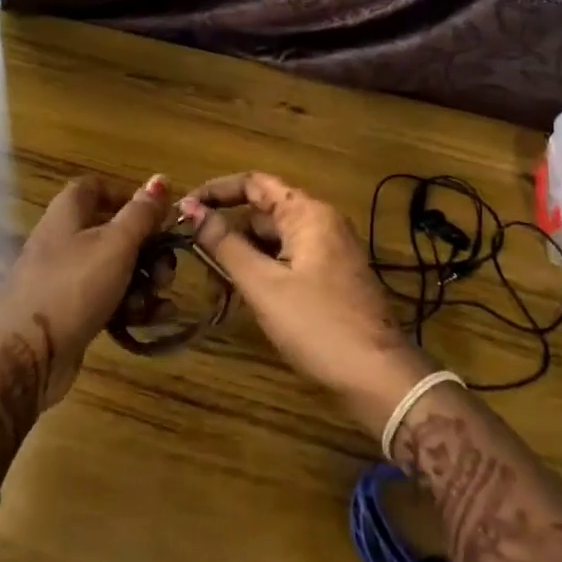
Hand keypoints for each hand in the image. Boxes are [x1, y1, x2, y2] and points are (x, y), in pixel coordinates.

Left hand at [0, 174, 171, 414]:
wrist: (26, 356)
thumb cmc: (73, 288)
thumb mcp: (115, 245)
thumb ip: (141, 213)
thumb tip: (161, 178)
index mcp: (66, 215)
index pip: (93, 188)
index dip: (125, 195)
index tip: (156, 214)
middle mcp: (62, 242)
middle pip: (110, 232)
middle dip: (146, 249)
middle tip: (166, 268)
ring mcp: (63, 280)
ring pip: (112, 270)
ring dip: (142, 282)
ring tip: (160, 299)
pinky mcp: (68, 313)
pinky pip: (105, 300)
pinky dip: (129, 306)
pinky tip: (151, 319)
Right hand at [180, 172, 436, 434]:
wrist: (378, 378)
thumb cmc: (317, 324)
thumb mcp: (263, 284)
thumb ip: (224, 244)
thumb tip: (189, 208)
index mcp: (308, 212)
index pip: (254, 183)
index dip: (216, 191)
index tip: (183, 210)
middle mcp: (321, 222)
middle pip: (262, 213)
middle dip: (227, 232)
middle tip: (193, 259)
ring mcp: (328, 252)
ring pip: (273, 241)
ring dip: (242, 256)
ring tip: (214, 284)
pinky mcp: (330, 278)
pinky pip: (287, 261)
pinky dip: (262, 272)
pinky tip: (243, 296)